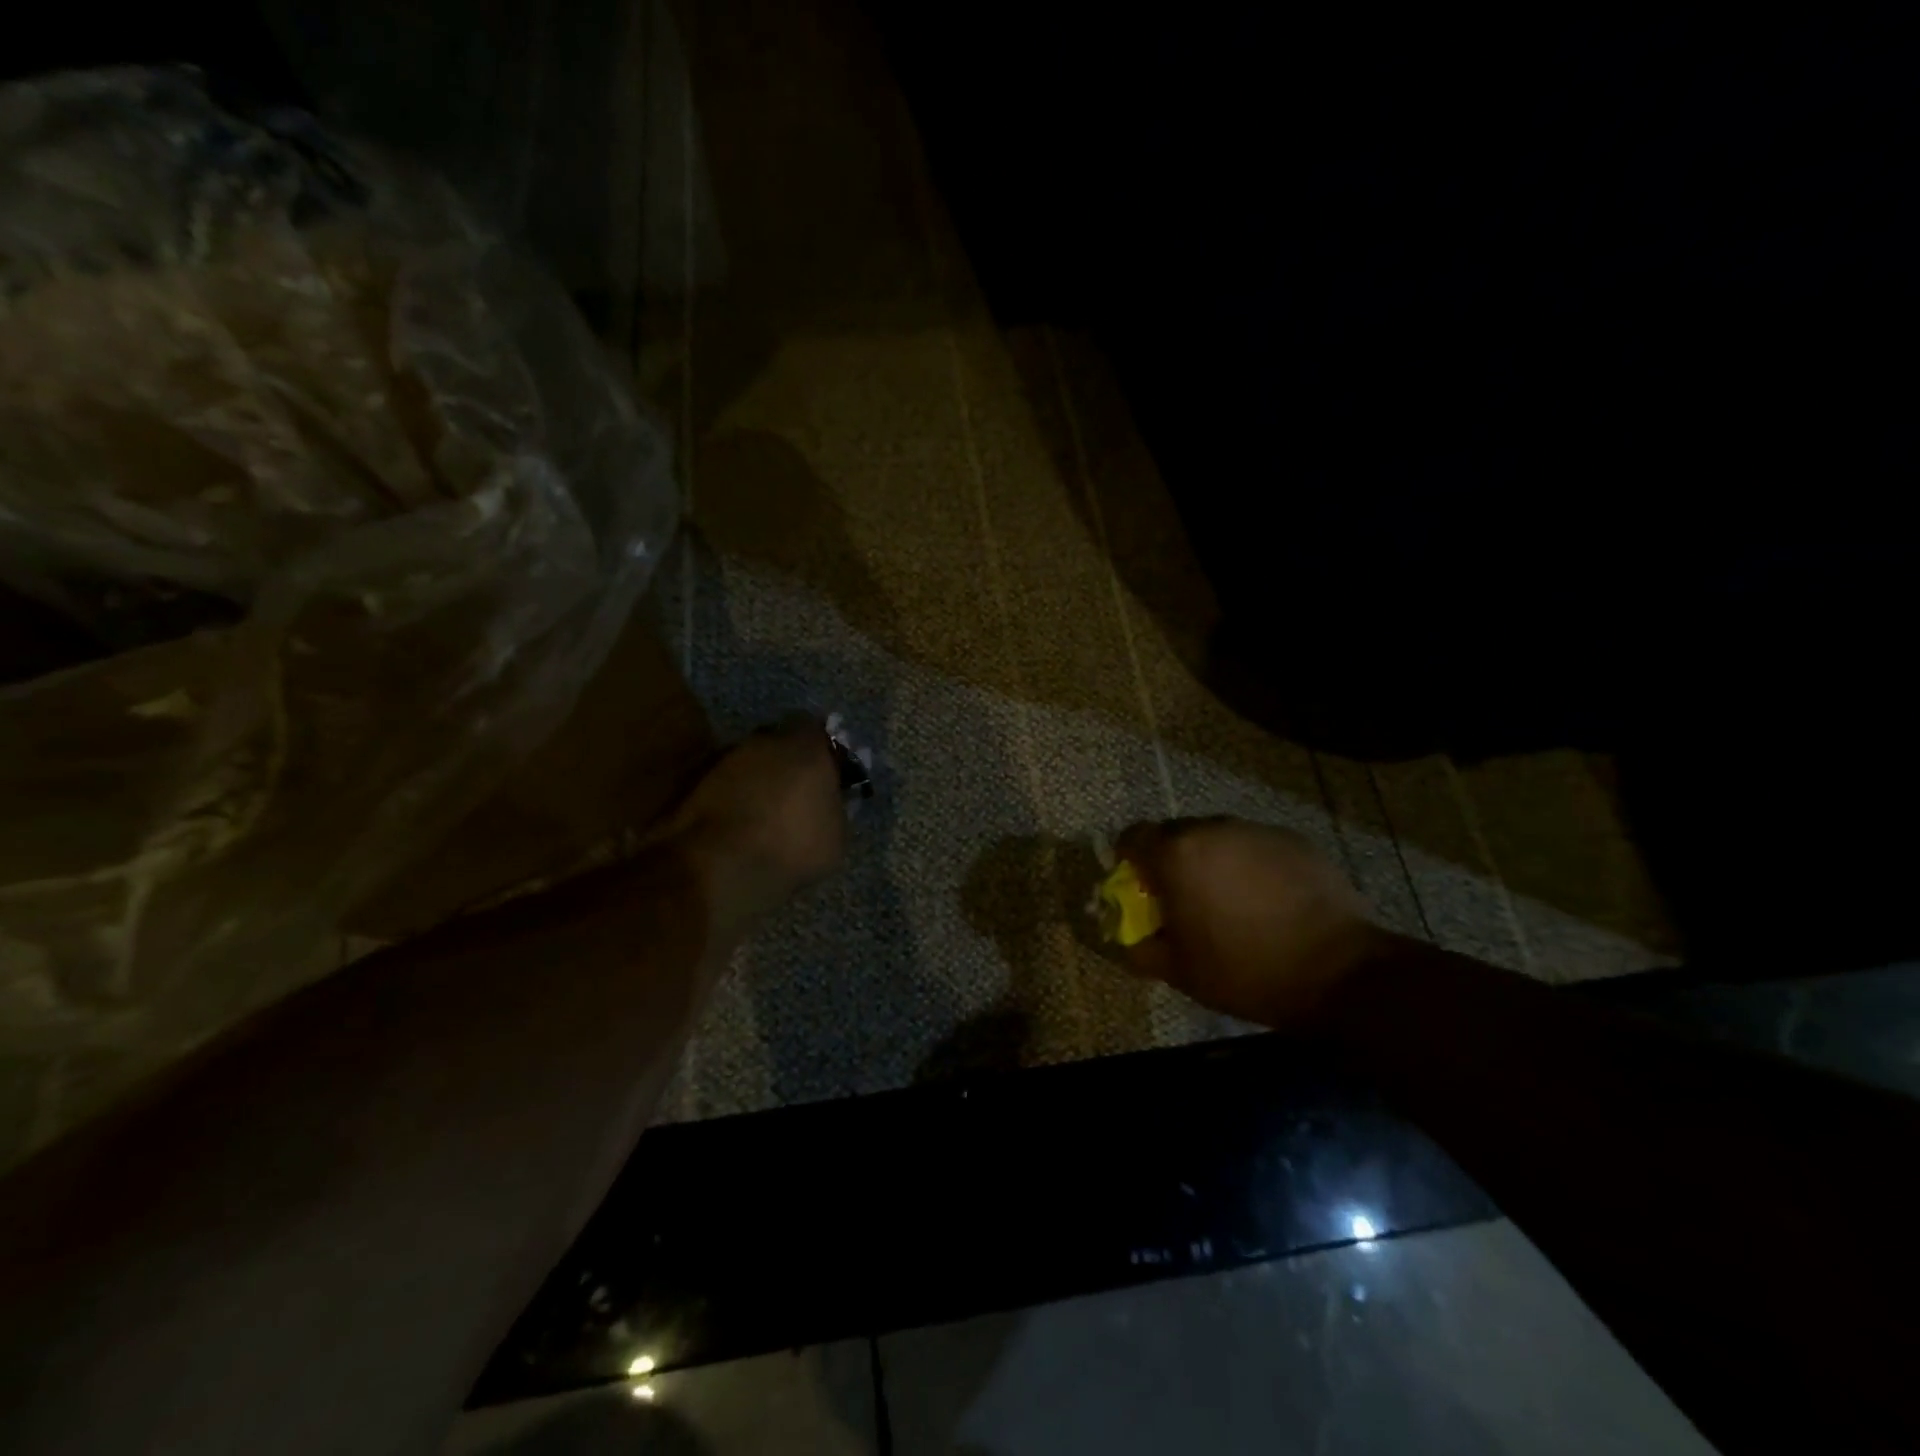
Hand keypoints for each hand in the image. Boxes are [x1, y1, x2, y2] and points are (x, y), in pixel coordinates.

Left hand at [660, 714, 847, 932]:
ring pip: (749, 763)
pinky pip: (725, 784)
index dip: (822, 751)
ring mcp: (726, 759)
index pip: (817, 729)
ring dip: (757, 781)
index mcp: (806, 746)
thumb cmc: (791, 845)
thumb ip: (836, 807)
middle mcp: (764, 741)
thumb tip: (830, 801)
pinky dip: (732, 798)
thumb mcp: (836, 835)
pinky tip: (739, 825)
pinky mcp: (695, 782)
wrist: (719, 866)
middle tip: (795, 794)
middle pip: (780, 743)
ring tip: (764, 814)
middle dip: (787, 763)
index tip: (827, 773)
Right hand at [1114, 817, 1380, 1027]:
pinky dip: (1251, 865)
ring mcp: (1256, 831)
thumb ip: (1141, 949)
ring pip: (1218, 837)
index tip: (1141, 887)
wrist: (1338, 971)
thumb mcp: (1180, 971)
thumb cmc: (1245, 970)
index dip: (1130, 860)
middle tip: (1185, 898)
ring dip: (1213, 861)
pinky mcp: (1294, 840)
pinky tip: (1269, 901)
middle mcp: (1212, 829)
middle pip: (1176, 833)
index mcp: (1177, 855)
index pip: (1133, 836)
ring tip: (1231, 900)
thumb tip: (1128, 939)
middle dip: (1173, 860)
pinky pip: (1255, 846)